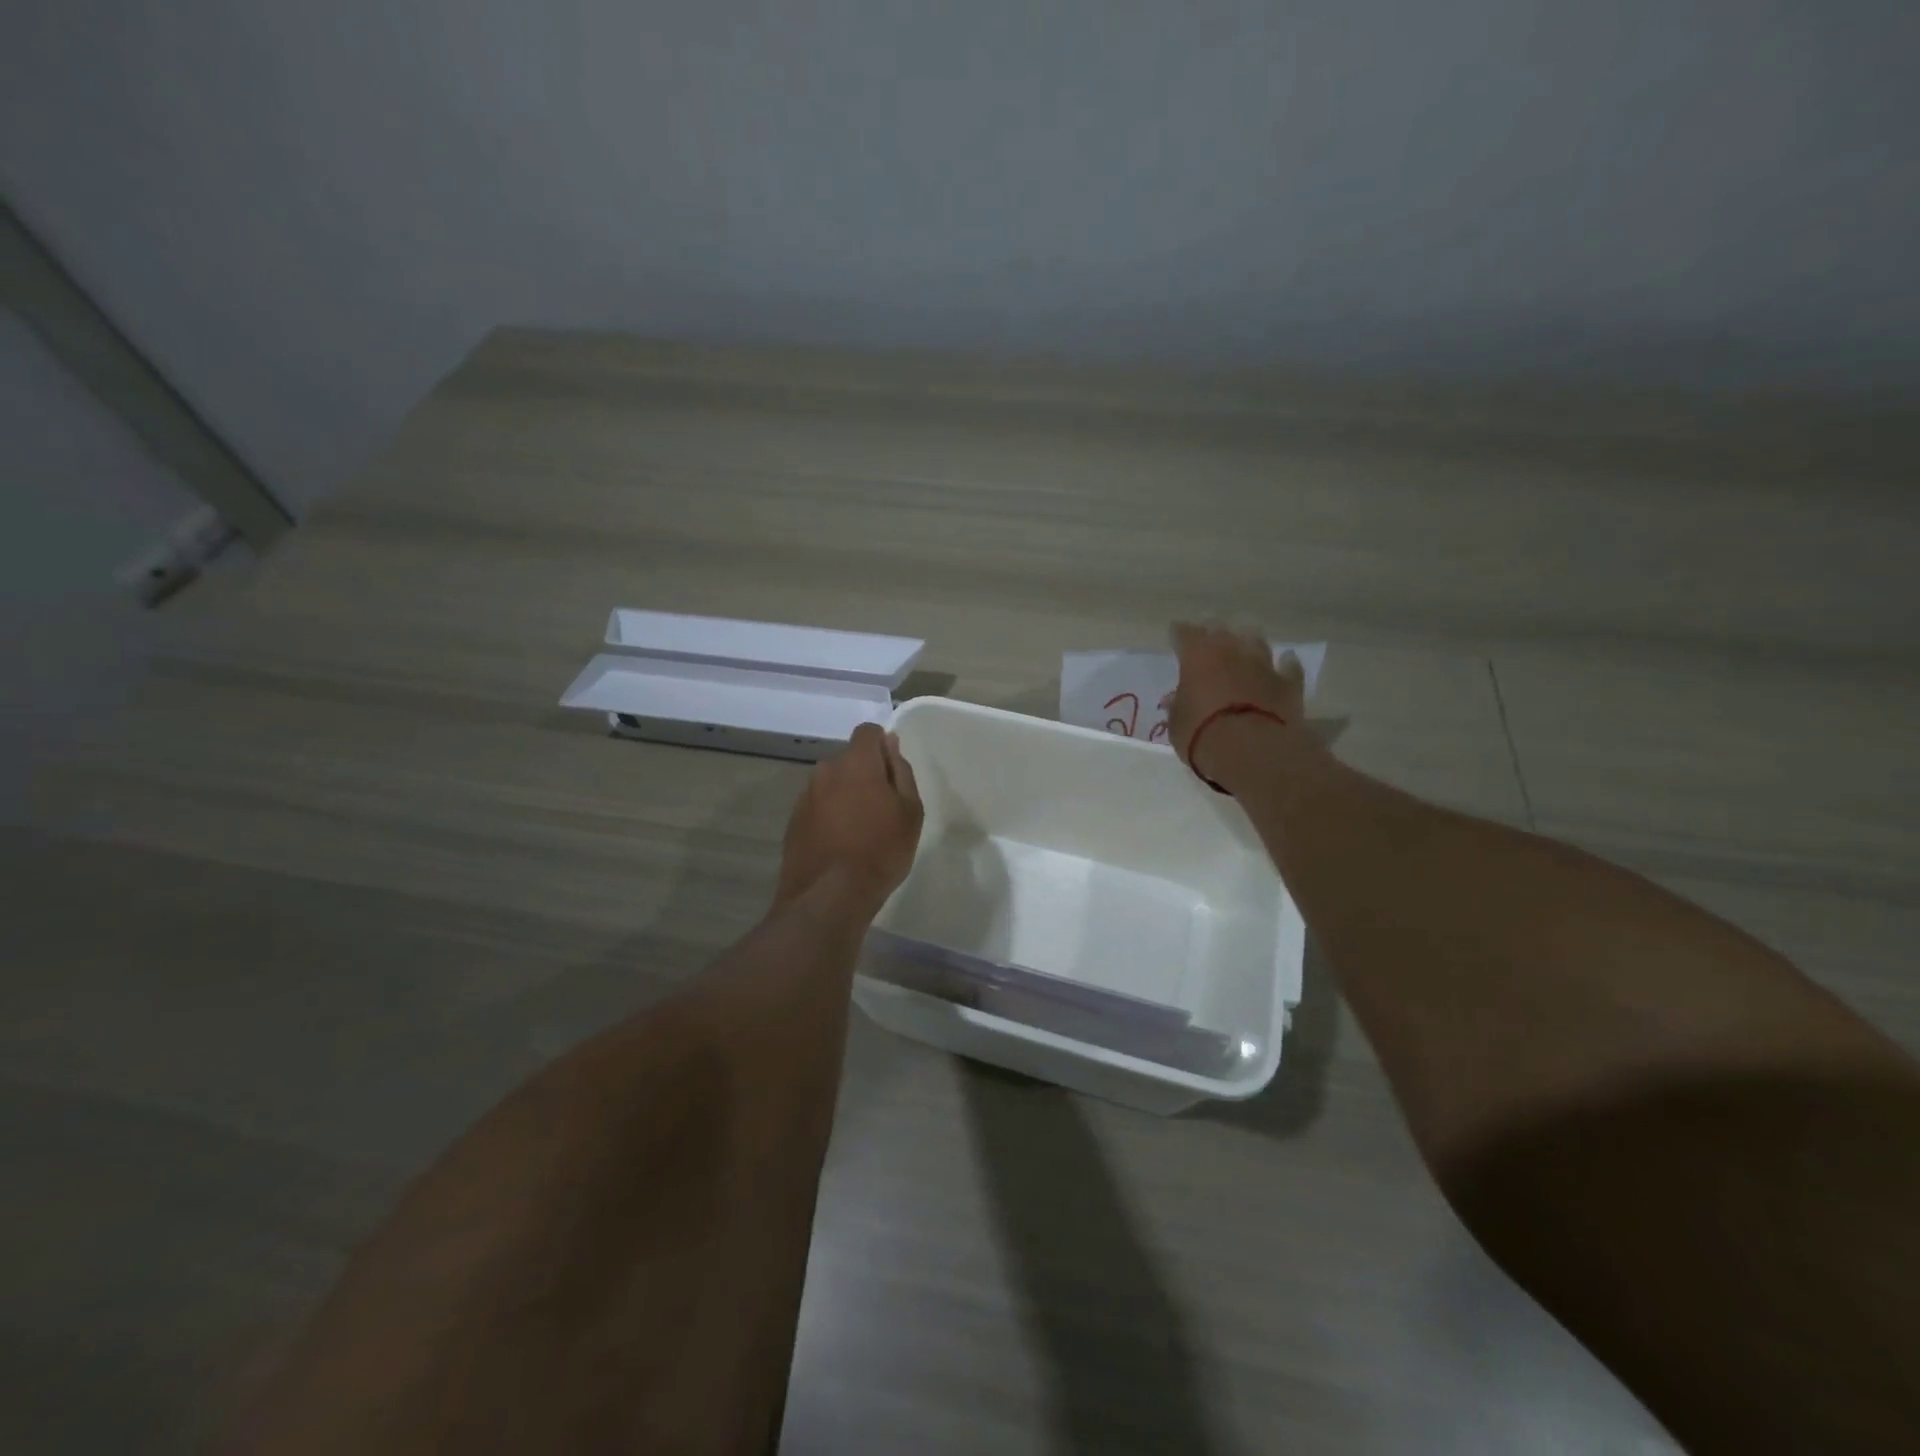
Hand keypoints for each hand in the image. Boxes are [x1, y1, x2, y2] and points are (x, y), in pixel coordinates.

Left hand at [776, 724, 923, 914]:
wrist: (829, 896)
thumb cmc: (881, 850)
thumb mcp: (909, 811)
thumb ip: (900, 771)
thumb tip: (890, 745)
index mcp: (856, 762)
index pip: (867, 732)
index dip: (882, 746)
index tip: (893, 774)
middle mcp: (825, 771)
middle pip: (849, 760)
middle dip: (865, 774)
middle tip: (883, 808)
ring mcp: (805, 796)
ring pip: (832, 784)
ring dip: (846, 796)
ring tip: (861, 831)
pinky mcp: (793, 821)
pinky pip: (818, 807)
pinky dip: (830, 816)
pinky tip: (841, 844)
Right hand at [1167, 621, 1304, 782]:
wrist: (1253, 750)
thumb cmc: (1202, 735)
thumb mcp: (1177, 724)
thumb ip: (1177, 706)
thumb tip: (1174, 698)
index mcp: (1197, 657)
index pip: (1185, 634)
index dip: (1180, 633)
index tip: (1176, 633)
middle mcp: (1231, 652)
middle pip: (1222, 630)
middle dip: (1214, 629)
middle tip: (1210, 632)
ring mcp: (1263, 665)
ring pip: (1256, 641)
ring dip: (1249, 641)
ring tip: (1245, 642)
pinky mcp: (1288, 683)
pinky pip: (1288, 667)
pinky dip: (1285, 664)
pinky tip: (1285, 662)